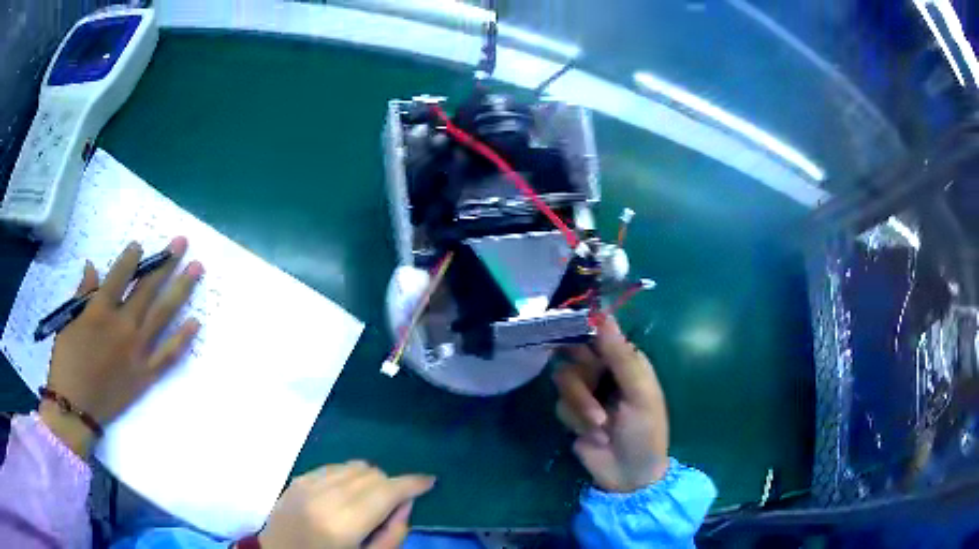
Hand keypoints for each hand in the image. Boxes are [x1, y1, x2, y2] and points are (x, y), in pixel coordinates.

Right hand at [42, 238, 202, 456]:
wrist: (76, 408)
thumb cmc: (66, 362)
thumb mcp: (69, 321)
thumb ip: (83, 294)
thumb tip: (92, 266)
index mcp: (100, 310)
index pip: (121, 274)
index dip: (132, 257)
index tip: (142, 244)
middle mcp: (123, 326)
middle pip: (148, 288)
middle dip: (166, 263)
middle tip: (183, 243)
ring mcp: (137, 351)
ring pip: (163, 314)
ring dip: (181, 289)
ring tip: (197, 269)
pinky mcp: (146, 375)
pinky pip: (169, 355)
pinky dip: (183, 339)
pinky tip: (196, 322)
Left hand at [259, 461, 435, 548]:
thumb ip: (393, 534)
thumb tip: (406, 502)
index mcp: (342, 524)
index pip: (385, 491)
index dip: (411, 483)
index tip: (429, 481)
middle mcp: (323, 497)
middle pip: (371, 474)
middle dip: (390, 485)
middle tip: (393, 505)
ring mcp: (305, 485)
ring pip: (352, 466)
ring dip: (369, 478)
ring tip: (369, 500)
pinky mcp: (296, 480)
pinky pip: (333, 466)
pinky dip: (348, 476)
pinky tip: (347, 494)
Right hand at [552, 317, 668, 492]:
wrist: (629, 475)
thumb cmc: (645, 431)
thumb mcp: (640, 394)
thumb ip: (621, 356)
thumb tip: (604, 315)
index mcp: (626, 361)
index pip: (599, 332)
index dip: (582, 327)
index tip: (565, 327)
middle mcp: (604, 371)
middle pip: (574, 353)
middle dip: (581, 375)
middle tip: (588, 385)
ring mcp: (586, 392)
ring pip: (564, 379)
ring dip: (581, 404)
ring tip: (600, 425)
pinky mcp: (572, 413)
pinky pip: (561, 404)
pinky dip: (576, 420)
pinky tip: (594, 435)